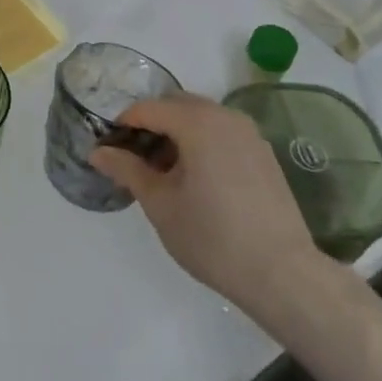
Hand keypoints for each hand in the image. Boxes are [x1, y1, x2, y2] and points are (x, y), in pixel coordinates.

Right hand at [89, 93, 336, 331]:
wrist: (283, 275)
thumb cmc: (213, 237)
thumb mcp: (160, 204)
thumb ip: (127, 170)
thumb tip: (98, 152)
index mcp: (198, 122)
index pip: (148, 108)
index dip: (123, 125)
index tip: (109, 149)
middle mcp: (225, 116)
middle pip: (176, 105)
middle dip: (151, 125)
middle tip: (134, 160)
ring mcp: (249, 134)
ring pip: (201, 118)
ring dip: (177, 133)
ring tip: (164, 173)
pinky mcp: (263, 154)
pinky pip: (222, 133)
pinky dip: (202, 143)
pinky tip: (196, 180)